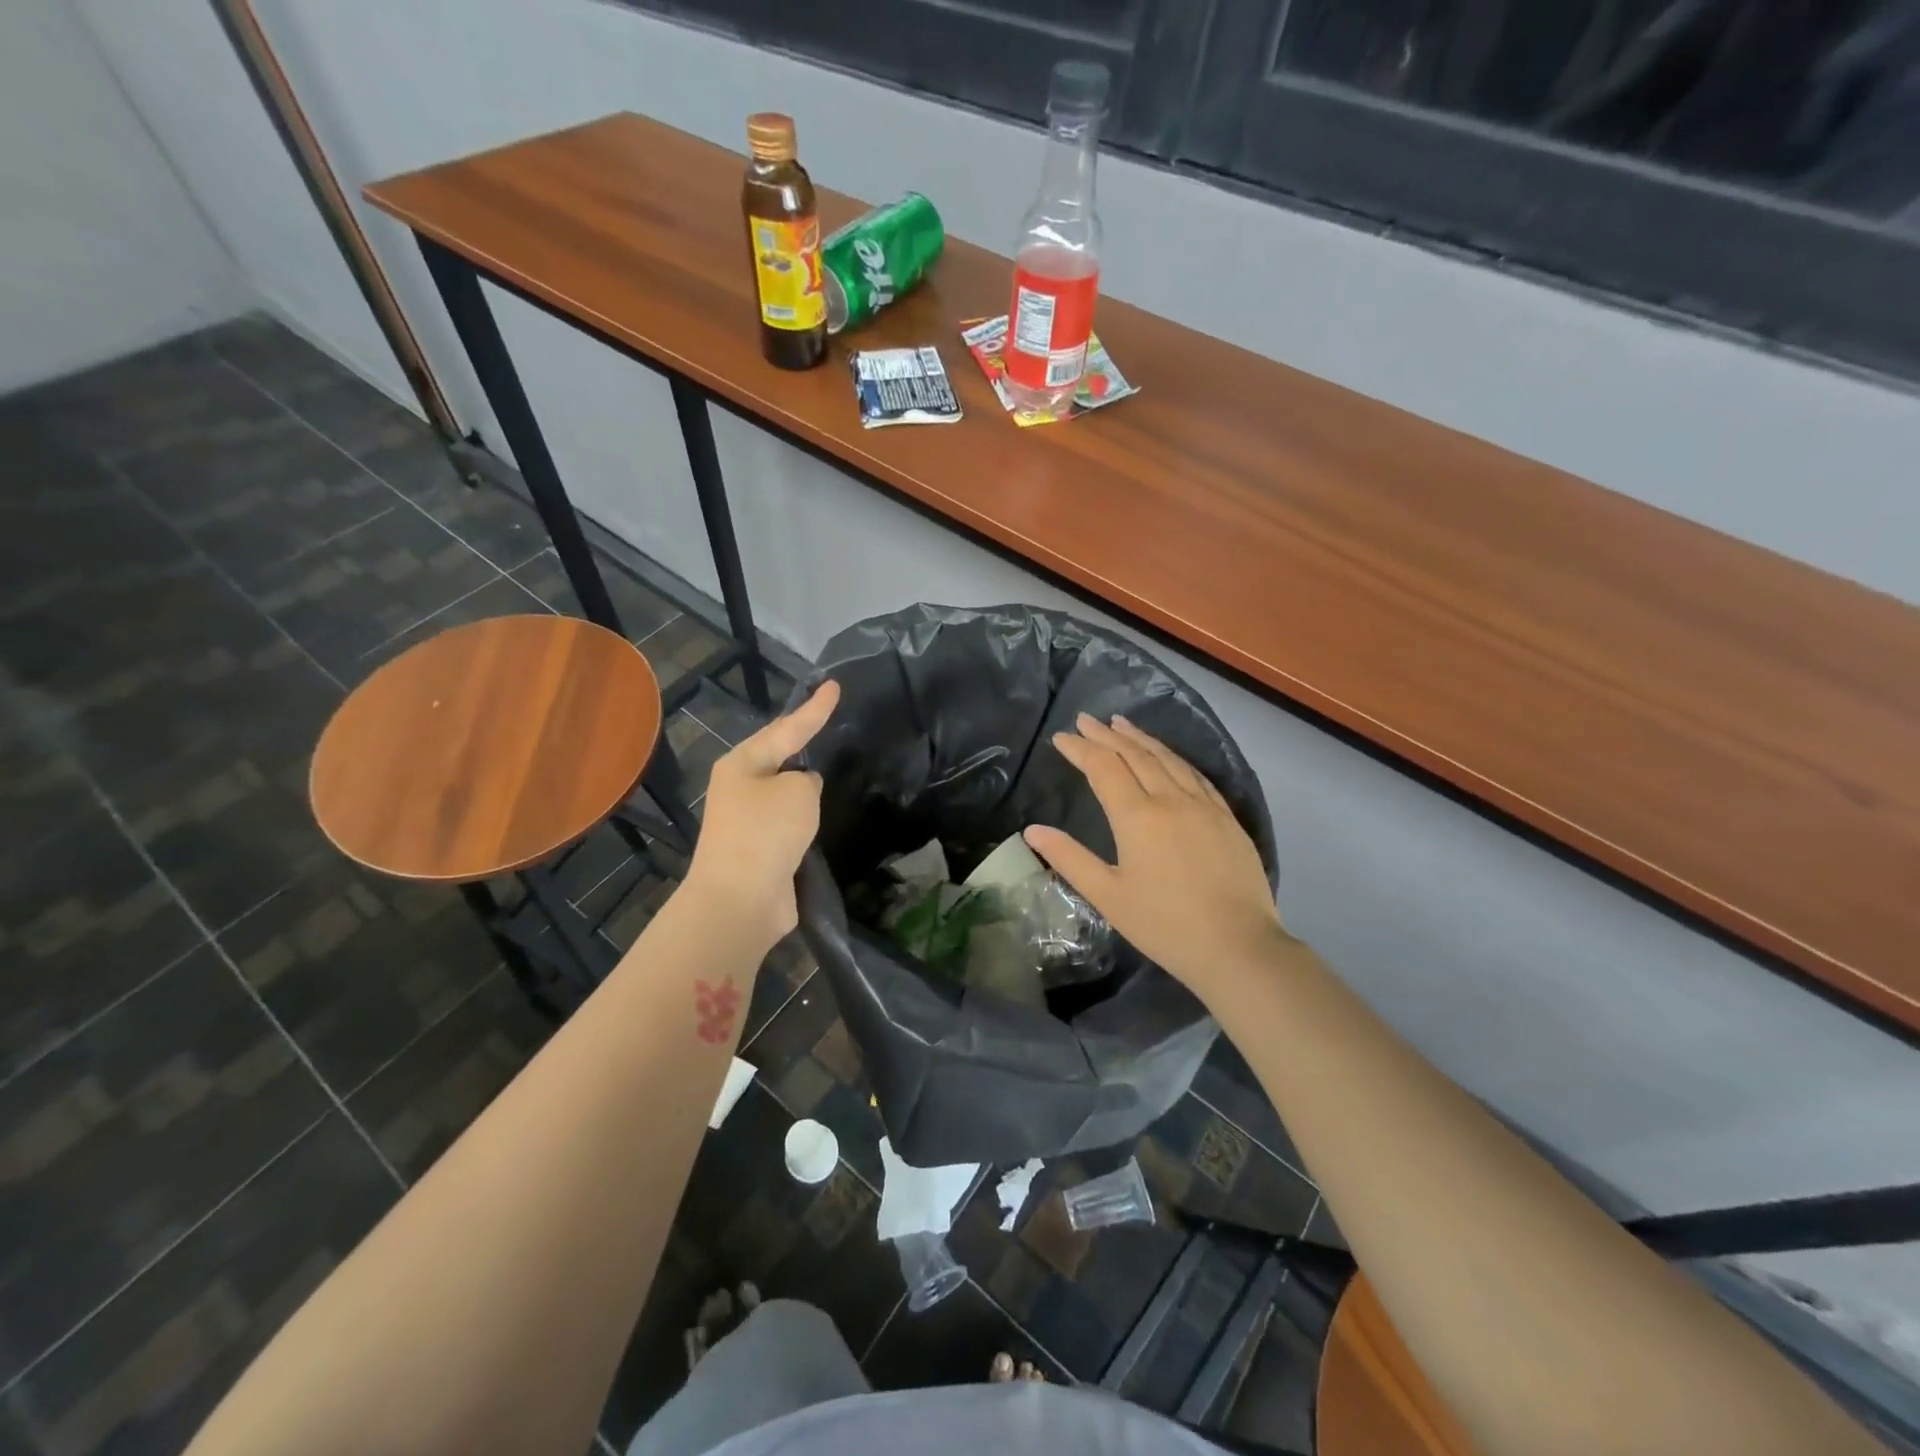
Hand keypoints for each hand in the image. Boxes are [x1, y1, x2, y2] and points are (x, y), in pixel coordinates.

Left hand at [683, 680, 839, 949]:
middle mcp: (740, 787)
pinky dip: (804, 816)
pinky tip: (820, 814)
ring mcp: (747, 820)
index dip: (815, 708)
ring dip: (802, 782)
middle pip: (778, 755)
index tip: (835, 685)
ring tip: (828, 764)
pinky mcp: (759, 850)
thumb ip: (806, 780)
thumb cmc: (765, 833)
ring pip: (783, 791)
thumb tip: (801, 790)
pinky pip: (787, 821)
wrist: (739, 900)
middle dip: (801, 739)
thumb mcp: (797, 792)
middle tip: (826, 719)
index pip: (788, 728)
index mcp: (742, 764)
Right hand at [1025, 714, 1284, 998]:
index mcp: (1137, 816)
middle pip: (1135, 755)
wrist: (1238, 946)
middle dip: (1107, 735)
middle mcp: (1171, 799)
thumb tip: (1032, 830)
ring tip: (1121, 724)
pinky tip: (1168, 756)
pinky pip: (1195, 775)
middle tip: (1086, 719)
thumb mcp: (1108, 896)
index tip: (1061, 737)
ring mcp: (1204, 805)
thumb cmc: (1164, 924)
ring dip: (1141, 739)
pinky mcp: (1227, 817)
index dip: (1080, 749)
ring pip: (1168, 759)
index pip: (1103, 768)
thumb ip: (1069, 858)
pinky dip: (1174, 758)